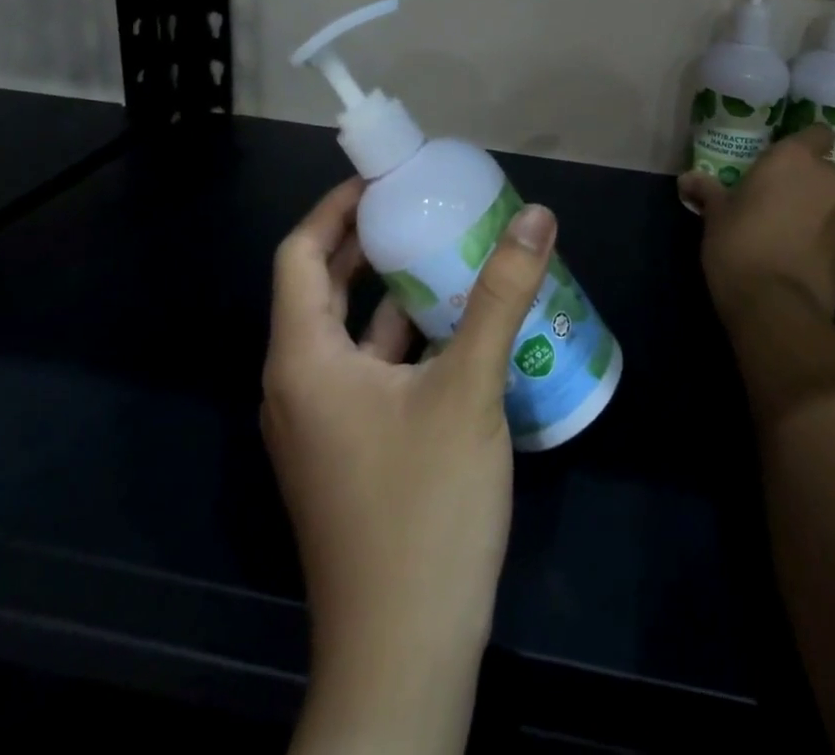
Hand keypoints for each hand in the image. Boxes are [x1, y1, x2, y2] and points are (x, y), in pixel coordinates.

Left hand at [261, 177, 556, 753]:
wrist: (403, 655)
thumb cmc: (423, 509)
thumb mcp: (468, 389)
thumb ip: (500, 296)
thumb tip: (536, 217)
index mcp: (304, 360)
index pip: (301, 255)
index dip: (336, 208)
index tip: (384, 180)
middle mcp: (298, 387)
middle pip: (323, 290)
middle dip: (369, 245)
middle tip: (423, 210)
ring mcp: (320, 427)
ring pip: (350, 335)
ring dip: (392, 295)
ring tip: (448, 258)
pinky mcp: (347, 455)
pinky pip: (368, 374)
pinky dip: (403, 342)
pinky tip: (456, 334)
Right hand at [680, 125, 834, 325]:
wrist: (775, 306)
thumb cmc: (740, 242)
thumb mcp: (715, 213)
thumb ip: (707, 190)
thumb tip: (687, 179)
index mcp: (796, 159)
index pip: (818, 132)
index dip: (804, 142)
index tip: (781, 156)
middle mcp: (827, 180)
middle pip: (823, 169)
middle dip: (804, 179)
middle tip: (772, 194)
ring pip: (828, 202)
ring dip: (811, 208)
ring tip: (780, 227)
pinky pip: (830, 232)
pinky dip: (816, 237)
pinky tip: (790, 253)